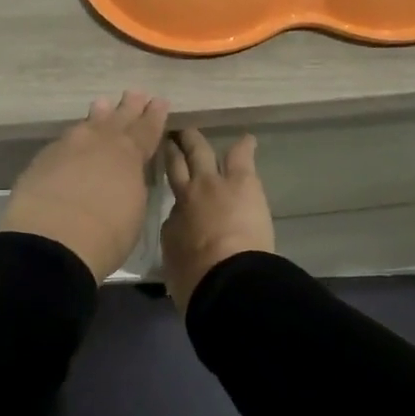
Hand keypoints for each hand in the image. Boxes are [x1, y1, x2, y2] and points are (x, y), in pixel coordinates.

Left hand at [1, 91, 170, 281]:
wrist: (53, 238)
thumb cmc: (107, 233)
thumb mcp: (134, 209)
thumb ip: (131, 185)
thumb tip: (124, 177)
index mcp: (129, 153)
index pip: (146, 129)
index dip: (154, 115)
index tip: (159, 101)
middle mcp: (99, 142)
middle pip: (117, 118)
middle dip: (128, 107)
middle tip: (134, 93)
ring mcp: (68, 146)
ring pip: (87, 124)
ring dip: (98, 114)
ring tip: (102, 104)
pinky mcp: (42, 159)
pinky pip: (64, 141)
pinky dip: (73, 138)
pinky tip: (71, 140)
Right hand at [160, 129, 276, 314]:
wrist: (224, 278)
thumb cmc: (197, 282)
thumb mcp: (177, 265)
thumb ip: (179, 246)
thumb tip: (182, 237)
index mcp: (171, 224)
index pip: (169, 207)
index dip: (169, 193)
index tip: (168, 184)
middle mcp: (185, 197)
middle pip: (174, 167)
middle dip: (172, 151)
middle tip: (170, 138)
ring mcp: (212, 184)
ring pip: (200, 152)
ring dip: (195, 141)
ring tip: (192, 133)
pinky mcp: (241, 181)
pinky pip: (240, 156)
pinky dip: (244, 147)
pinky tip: (247, 139)